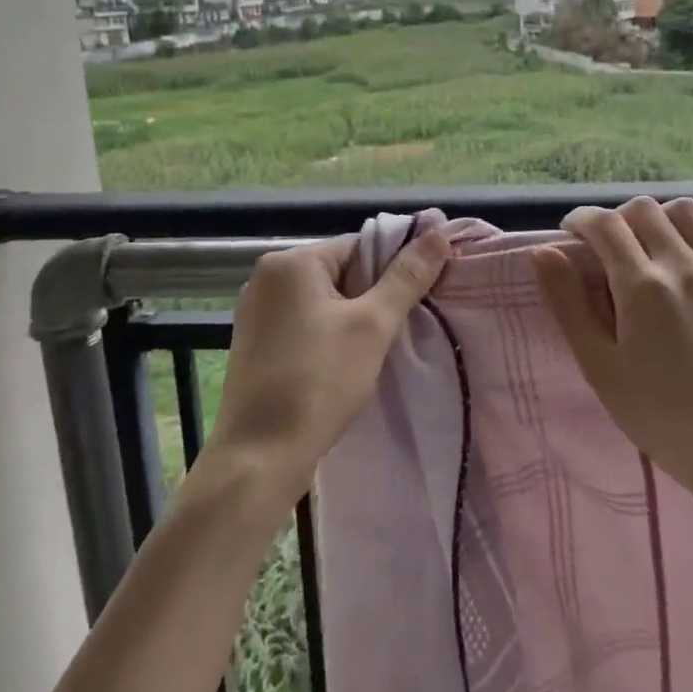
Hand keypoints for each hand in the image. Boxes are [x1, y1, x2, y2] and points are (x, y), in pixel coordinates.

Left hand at [204, 230, 451, 498]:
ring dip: (351, 318)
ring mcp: (255, 310)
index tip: (418, 299)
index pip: (359, 247)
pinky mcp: (254, 342)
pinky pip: (303, 322)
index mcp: (291, 261)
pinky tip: (342, 363)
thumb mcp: (373, 326)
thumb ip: (407, 277)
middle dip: (372, 296)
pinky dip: (327, 334)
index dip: (393, 269)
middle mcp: (266, 277)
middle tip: (398, 328)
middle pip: (340, 271)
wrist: (260, 458)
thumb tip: (439, 233)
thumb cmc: (319, 382)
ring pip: (323, 300)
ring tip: (374, 349)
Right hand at [531, 197, 692, 529]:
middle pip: (643, 210)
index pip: (604, 225)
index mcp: (642, 286)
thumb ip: (569, 304)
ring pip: (688, 211)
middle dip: (617, 219)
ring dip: (661, 218)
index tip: (573, 233)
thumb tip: (543, 252)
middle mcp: (685, 266)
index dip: (581, 220)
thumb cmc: (661, 417)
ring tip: (653, 244)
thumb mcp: (600, 368)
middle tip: (610, 248)